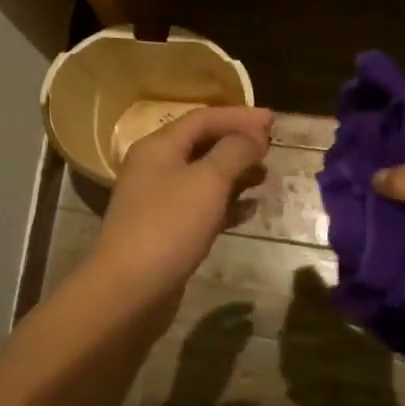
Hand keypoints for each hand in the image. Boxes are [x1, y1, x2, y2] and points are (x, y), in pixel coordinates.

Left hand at [89, 105, 273, 299]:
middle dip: (238, 144)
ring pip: (203, 178)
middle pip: (201, 146)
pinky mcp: (166, 232)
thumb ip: (234, 152)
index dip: (239, 116)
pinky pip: (200, 208)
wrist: (130, 289)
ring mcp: (158, 202)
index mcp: (158, 147)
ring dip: (235, 174)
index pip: (203, 118)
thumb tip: (253, 135)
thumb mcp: (207, 181)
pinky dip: (226, 205)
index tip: (274, 121)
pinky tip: (250, 211)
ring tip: (265, 177)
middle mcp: (154, 169)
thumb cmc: (169, 226)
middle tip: (272, 149)